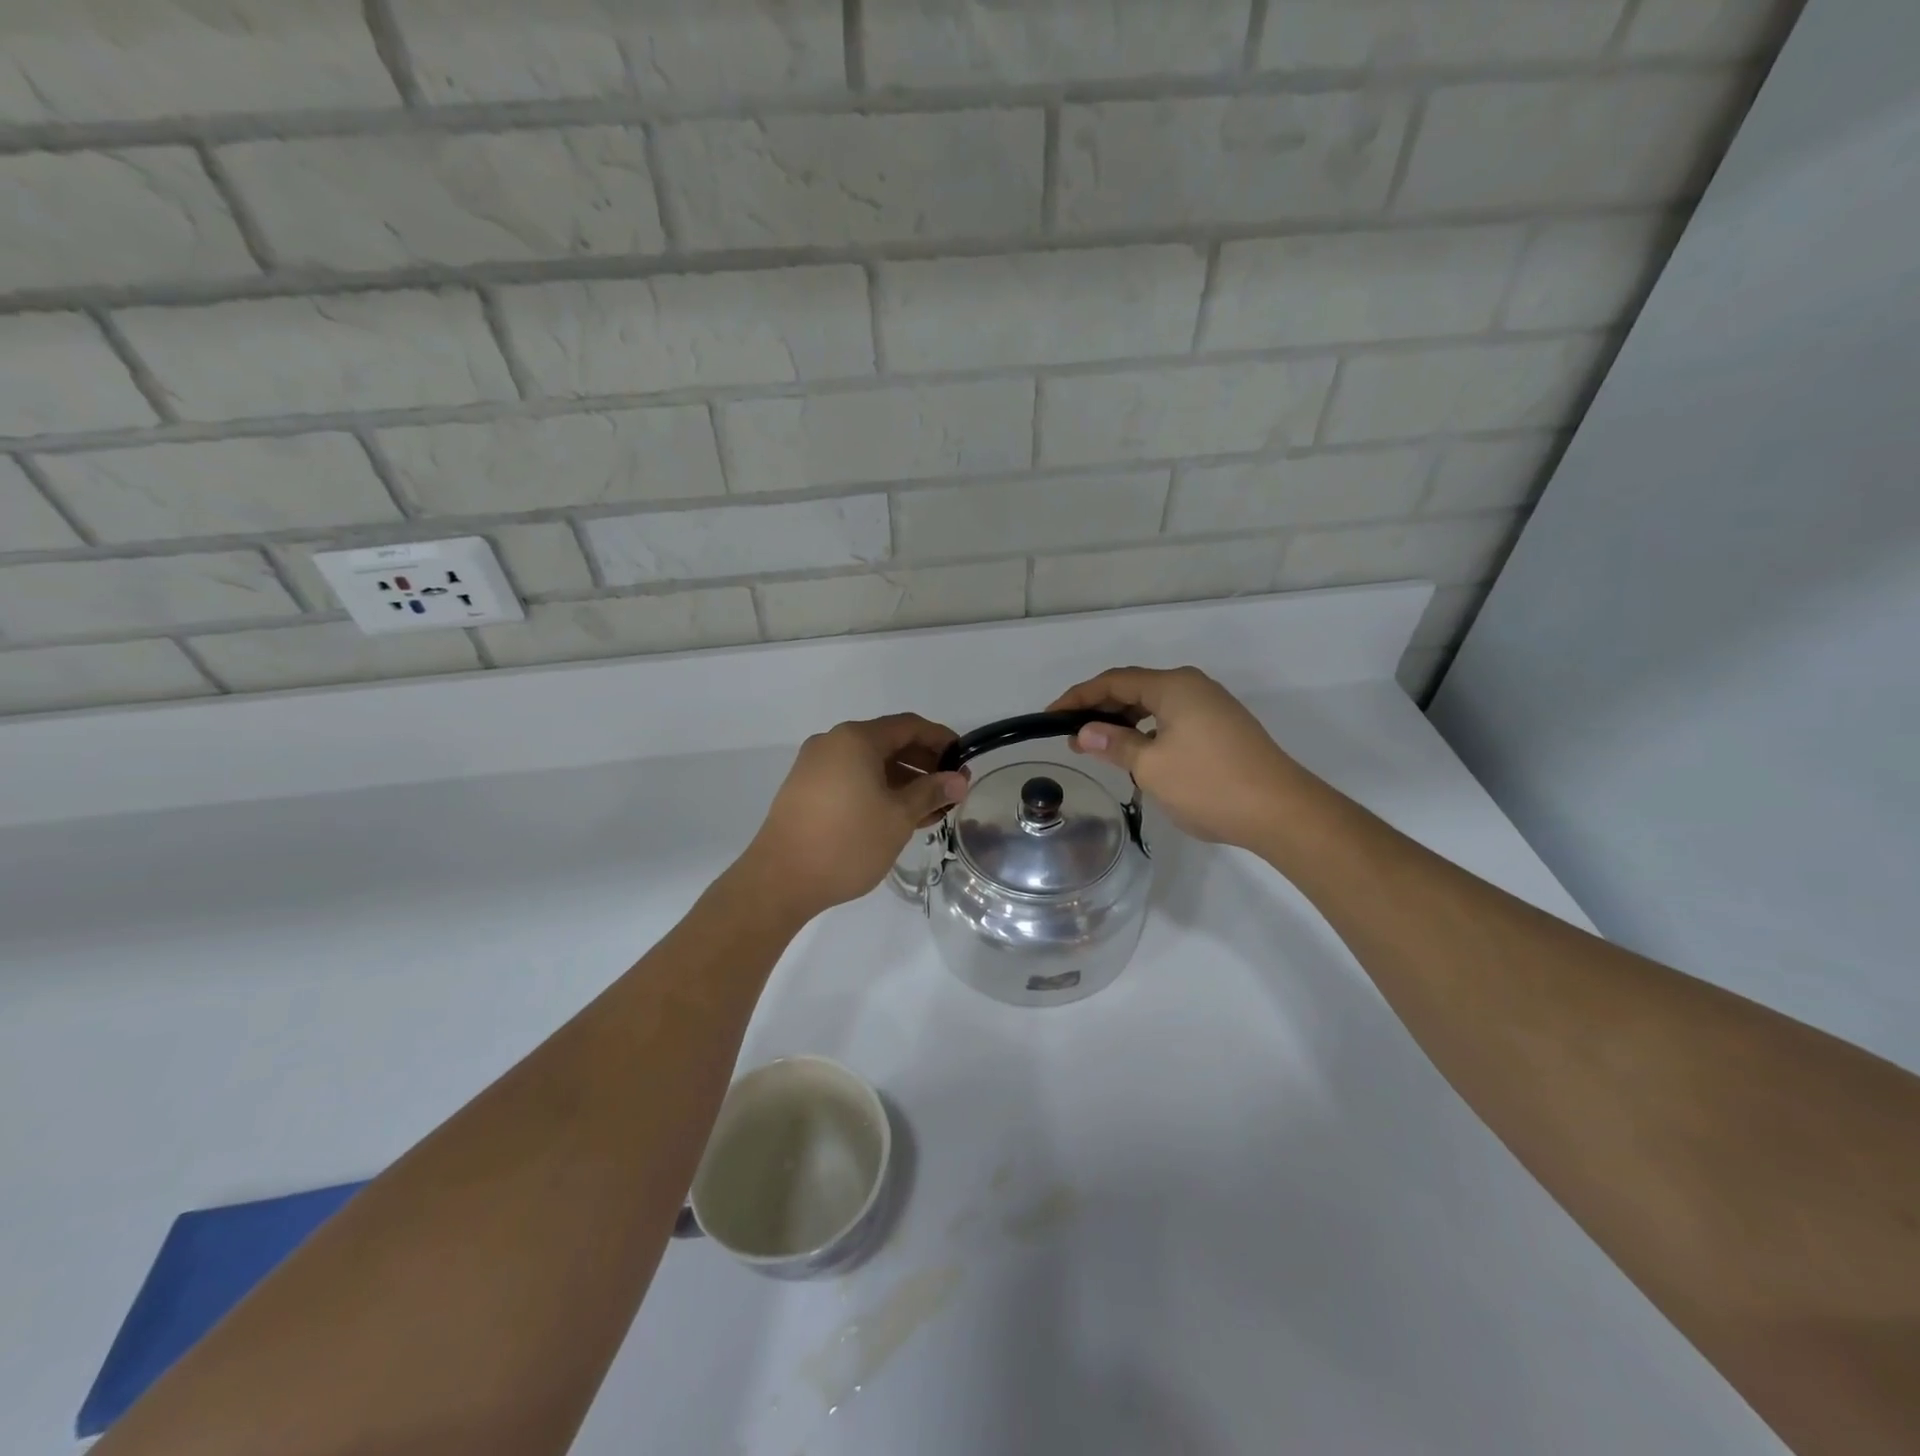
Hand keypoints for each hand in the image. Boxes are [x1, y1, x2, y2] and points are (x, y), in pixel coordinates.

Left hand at [739, 714, 969, 921]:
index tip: (964, 760)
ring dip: (902, 781)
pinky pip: (851, 778)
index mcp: (856, 739)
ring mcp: (815, 766)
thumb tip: (959, 780)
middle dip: (923, 763)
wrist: (780, 880)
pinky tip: (897, 816)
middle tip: (950, 789)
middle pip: (888, 742)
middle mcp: (833, 743)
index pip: (909, 726)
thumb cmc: (847, 843)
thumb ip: (931, 792)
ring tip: (930, 809)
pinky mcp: (805, 789)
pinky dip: (878, 790)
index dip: (941, 739)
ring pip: (869, 764)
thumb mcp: (898, 817)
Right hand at [1049, 666, 1308, 851]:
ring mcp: (1212, 706)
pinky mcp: (1223, 727)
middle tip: (1072, 736)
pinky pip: (1173, 719)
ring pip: (1155, 705)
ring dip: (1124, 722)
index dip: (1079, 696)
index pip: (1114, 681)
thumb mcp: (1151, 766)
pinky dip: (1148, 731)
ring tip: (1099, 746)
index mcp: (1174, 686)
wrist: (1281, 811)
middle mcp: (1193, 686)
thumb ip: (1114, 744)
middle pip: (1135, 688)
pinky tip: (1139, 753)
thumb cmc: (1208, 785)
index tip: (1050, 715)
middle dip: (1100, 709)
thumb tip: (1085, 731)